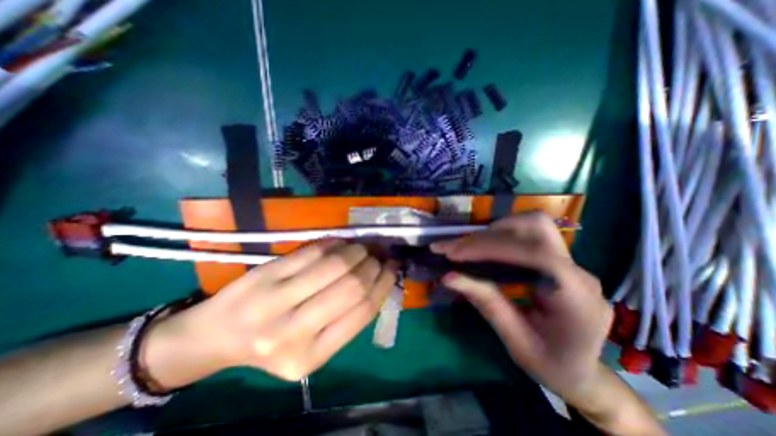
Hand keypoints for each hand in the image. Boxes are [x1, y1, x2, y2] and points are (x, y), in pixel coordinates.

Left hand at [141, 241, 396, 388]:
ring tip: (363, 247)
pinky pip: (311, 252)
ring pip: (334, 265)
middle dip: (372, 265)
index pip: (362, 311)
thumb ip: (345, 318)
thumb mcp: (312, 346)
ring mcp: (274, 300)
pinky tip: (341, 242)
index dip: (383, 284)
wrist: (215, 337)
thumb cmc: (271, 344)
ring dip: (356, 251)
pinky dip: (332, 243)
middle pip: (352, 286)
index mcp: (311, 358)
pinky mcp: (264, 274)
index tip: (392, 268)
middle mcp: (293, 333)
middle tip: (379, 254)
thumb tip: (378, 280)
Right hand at [431, 212, 612, 404]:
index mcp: (577, 297)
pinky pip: (526, 234)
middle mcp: (578, 271)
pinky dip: (497, 236)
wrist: (583, 374)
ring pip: (530, 224)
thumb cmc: (553, 366)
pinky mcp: (556, 259)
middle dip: (488, 235)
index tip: (455, 254)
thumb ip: (486, 304)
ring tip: (465, 248)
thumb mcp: (516, 342)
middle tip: (454, 249)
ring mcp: (569, 262)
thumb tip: (448, 276)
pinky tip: (480, 249)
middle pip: (535, 227)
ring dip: (492, 231)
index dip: (492, 247)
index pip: (535, 253)